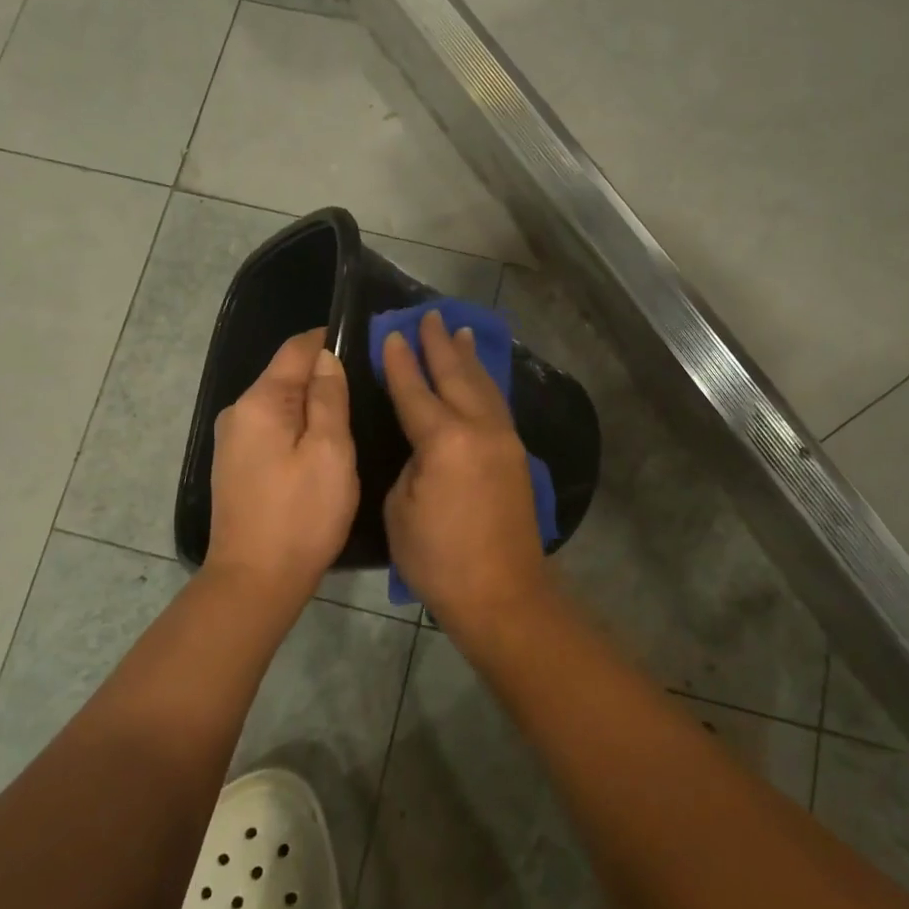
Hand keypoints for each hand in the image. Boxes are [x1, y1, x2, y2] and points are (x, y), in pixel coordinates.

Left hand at [207, 328, 358, 600]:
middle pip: (286, 375)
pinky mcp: (237, 465)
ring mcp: (233, 440)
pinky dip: (299, 428)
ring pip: (281, 404)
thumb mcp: (331, 451)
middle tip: (369, 388)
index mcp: (261, 401)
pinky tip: (323, 447)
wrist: (255, 581)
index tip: (367, 346)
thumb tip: (326, 356)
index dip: (330, 340)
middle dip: (324, 375)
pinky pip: (273, 428)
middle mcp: (239, 412)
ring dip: (313, 404)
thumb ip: (329, 397)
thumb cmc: (301, 515)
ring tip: (353, 416)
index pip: (296, 348)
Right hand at [379, 309, 548, 628]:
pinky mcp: (517, 456)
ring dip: (469, 358)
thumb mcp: (400, 510)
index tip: (391, 333)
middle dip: (439, 344)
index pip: (415, 390)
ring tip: (460, 331)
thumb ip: (410, 465)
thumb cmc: (439, 559)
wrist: (503, 593)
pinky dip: (486, 384)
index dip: (400, 361)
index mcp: (444, 440)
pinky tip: (482, 377)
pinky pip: (497, 406)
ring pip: (483, 386)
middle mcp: (479, 429)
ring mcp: (504, 440)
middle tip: (428, 315)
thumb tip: (423, 448)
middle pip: (456, 375)